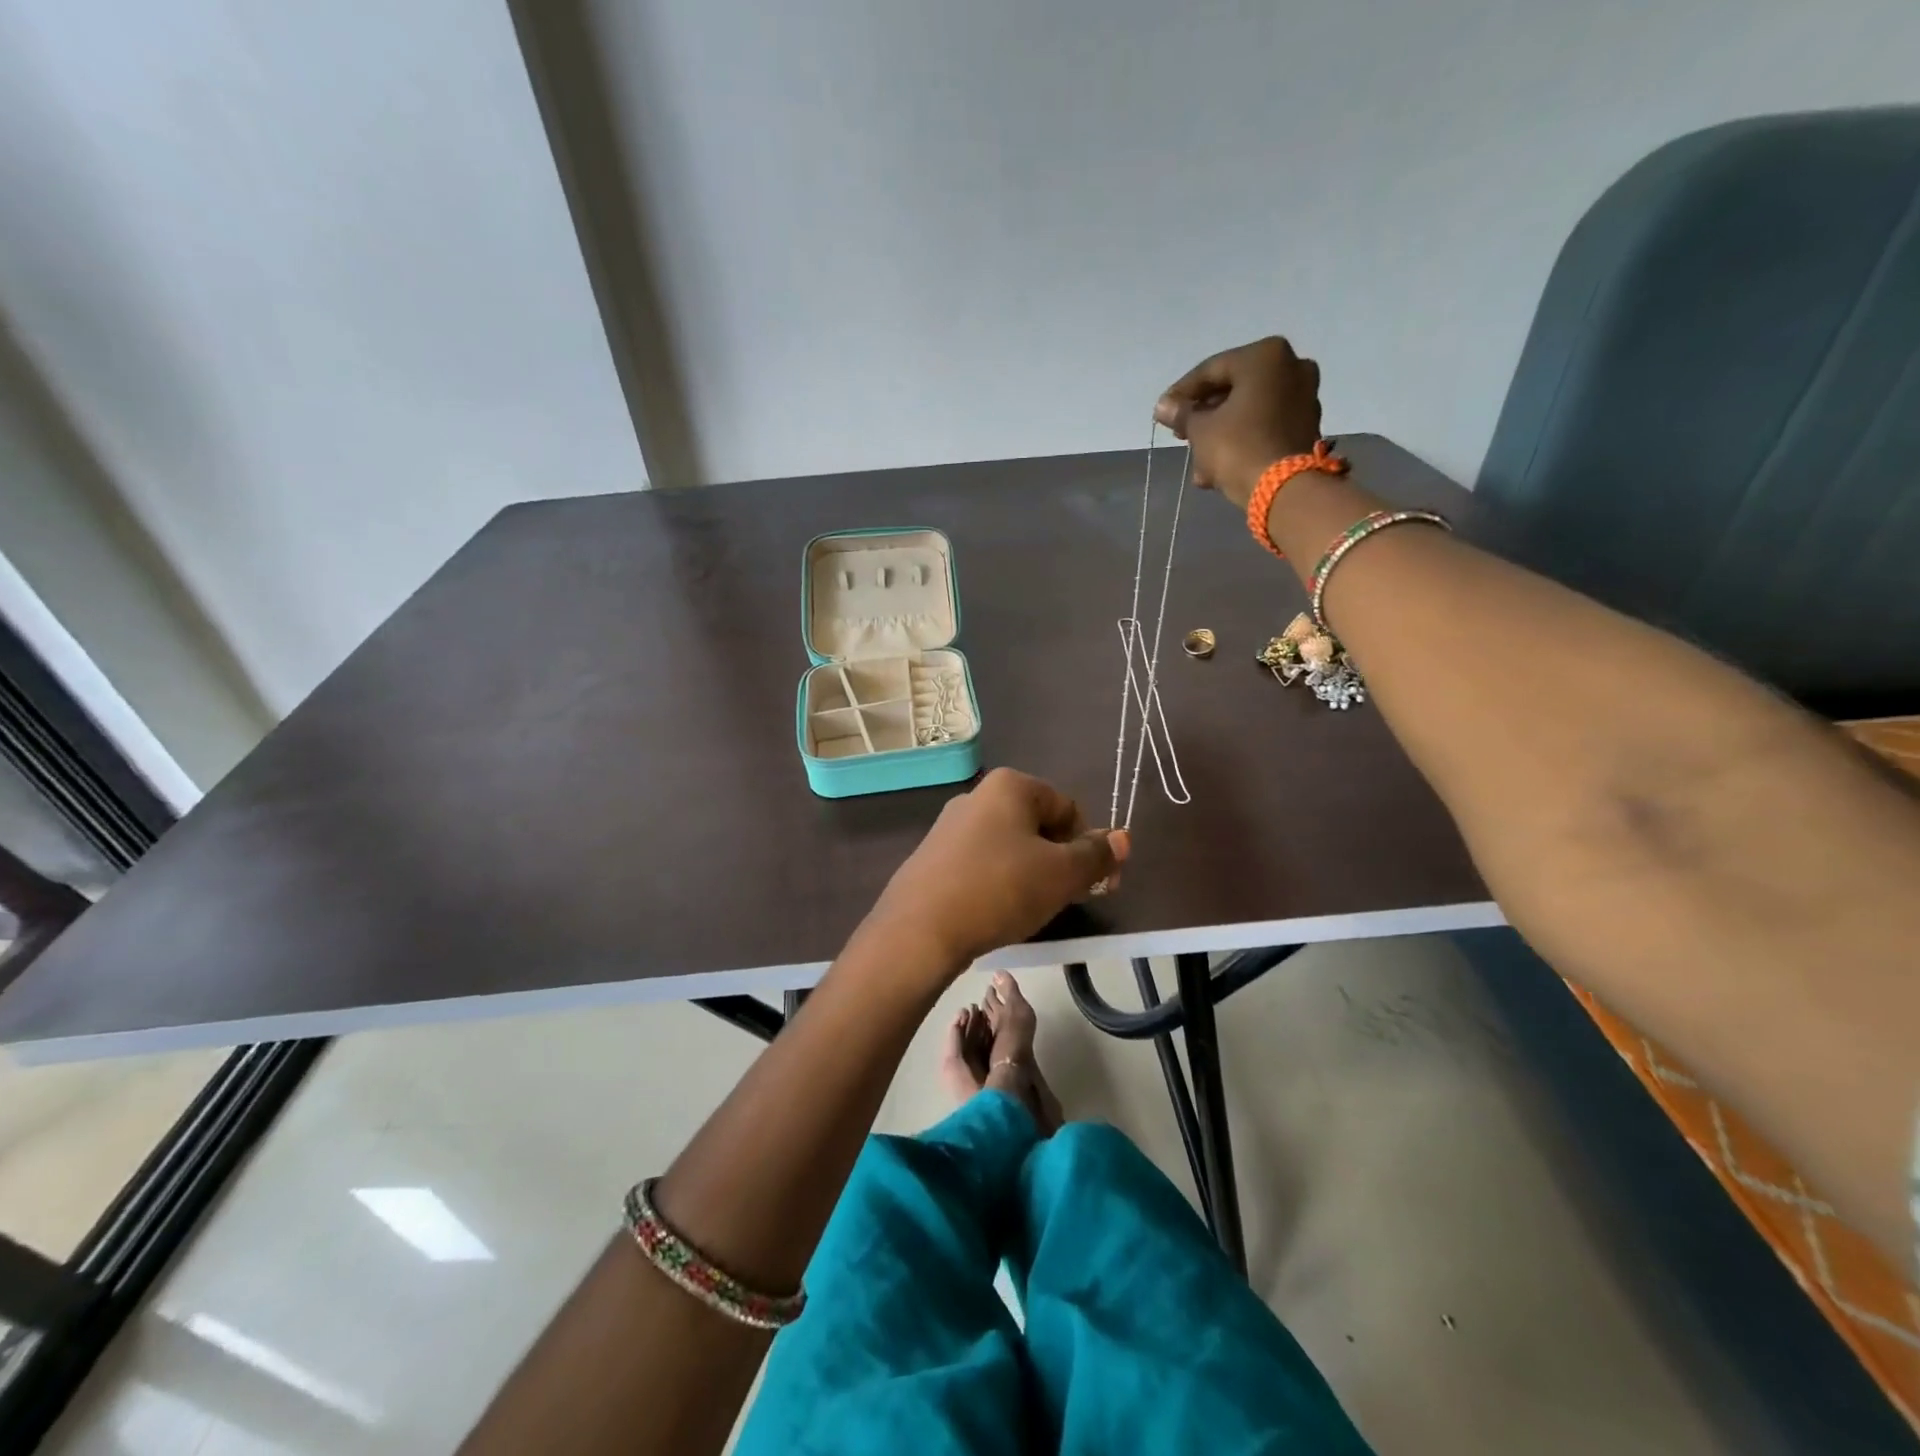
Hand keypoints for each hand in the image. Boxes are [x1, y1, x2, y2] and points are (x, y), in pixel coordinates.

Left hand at [864, 768, 1127, 968]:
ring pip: (1010, 847)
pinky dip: (998, 883)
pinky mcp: (933, 856)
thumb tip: (1123, 838)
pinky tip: (996, 912)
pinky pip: (981, 863)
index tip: (1091, 886)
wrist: (920, 930)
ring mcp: (950, 826)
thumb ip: (1097, 855)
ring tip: (1030, 910)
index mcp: (1010, 785)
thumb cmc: (1000, 889)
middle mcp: (978, 795)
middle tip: (1064, 900)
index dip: (1087, 847)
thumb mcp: (1061, 874)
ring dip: (1031, 874)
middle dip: (1060, 861)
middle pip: (1039, 826)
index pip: (1069, 809)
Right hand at [1154, 336, 1324, 508]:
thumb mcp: (1200, 430)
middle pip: (1233, 390)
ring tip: (1198, 463)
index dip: (1182, 393)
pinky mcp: (1306, 427)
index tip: (1163, 412)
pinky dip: (1242, 442)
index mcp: (1265, 356)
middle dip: (1204, 417)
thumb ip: (1182, 414)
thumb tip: (1163, 407)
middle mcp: (1291, 367)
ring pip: (1248, 412)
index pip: (1211, 370)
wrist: (1284, 489)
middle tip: (1181, 436)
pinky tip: (1218, 468)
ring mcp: (1304, 397)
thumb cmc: (1238, 447)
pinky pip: (1264, 427)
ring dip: (1220, 434)